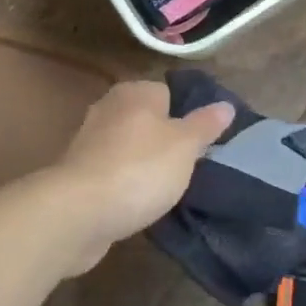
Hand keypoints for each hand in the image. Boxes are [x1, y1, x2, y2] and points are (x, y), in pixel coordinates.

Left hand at [53, 80, 232, 271]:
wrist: (78, 213)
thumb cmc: (140, 169)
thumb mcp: (185, 146)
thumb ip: (206, 125)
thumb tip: (226, 106)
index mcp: (136, 92)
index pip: (169, 93)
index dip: (187, 117)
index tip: (201, 144)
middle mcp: (109, 107)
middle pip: (148, 120)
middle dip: (165, 142)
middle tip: (186, 168)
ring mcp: (89, 141)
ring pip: (129, 147)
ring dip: (143, 165)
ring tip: (164, 190)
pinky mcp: (78, 173)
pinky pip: (112, 172)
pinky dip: (124, 185)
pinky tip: (137, 204)